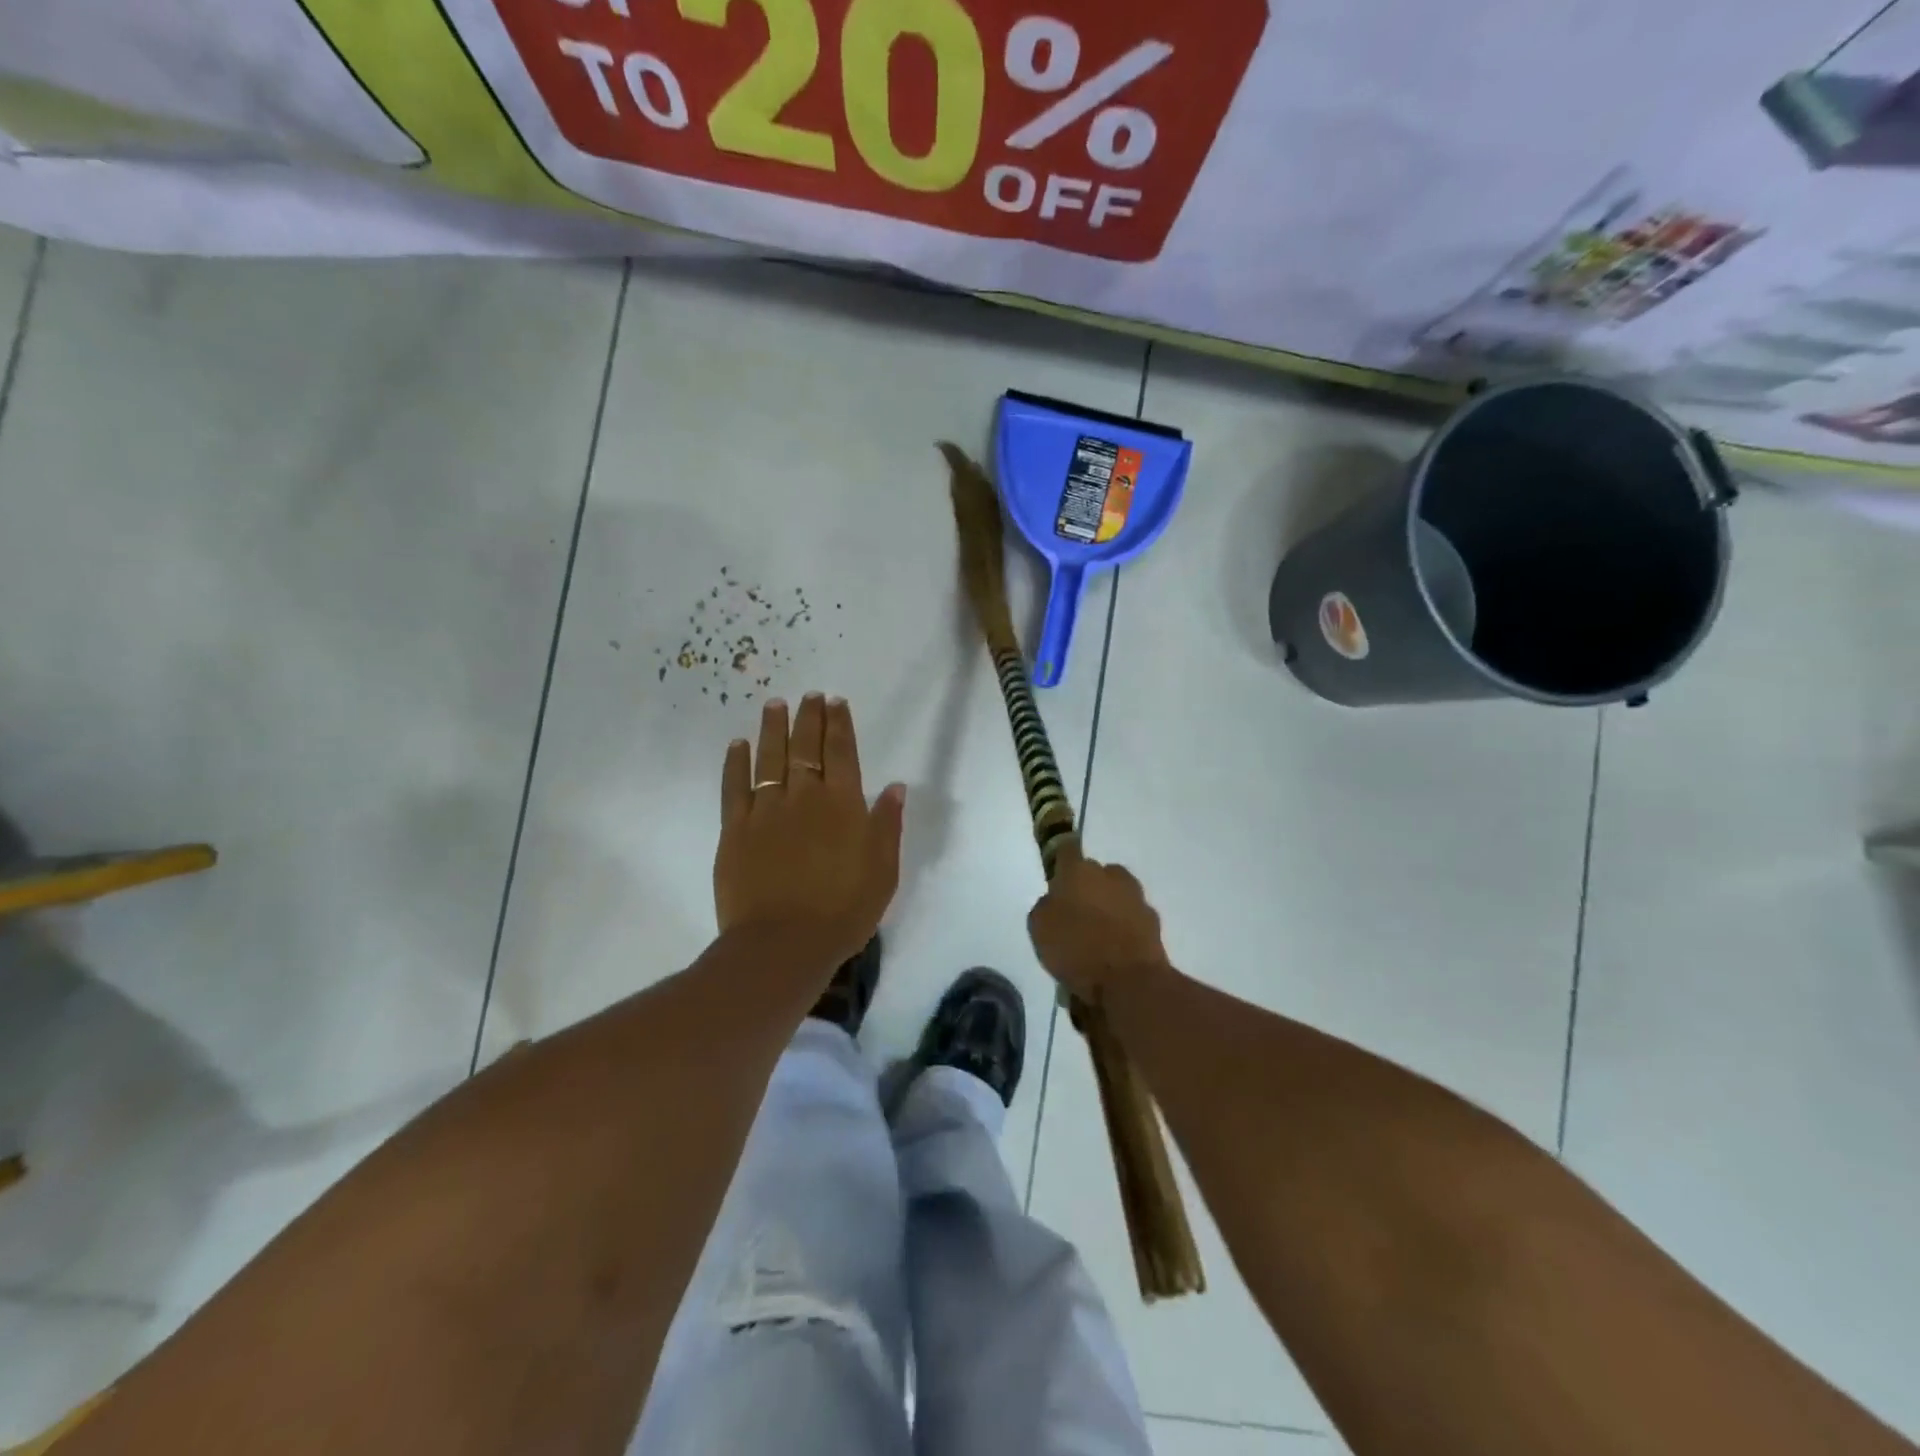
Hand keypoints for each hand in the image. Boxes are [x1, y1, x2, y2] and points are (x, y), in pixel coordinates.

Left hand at [716, 693, 906, 970]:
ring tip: (774, 704)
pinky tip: (737, 745)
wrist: (784, 943)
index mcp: (843, 805)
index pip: (842, 753)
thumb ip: (887, 825)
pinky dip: (735, 763)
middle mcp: (804, 797)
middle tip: (809, 696)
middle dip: (809, 717)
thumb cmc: (844, 911)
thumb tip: (895, 787)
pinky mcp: (735, 830)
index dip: (839, 725)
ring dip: (773, 729)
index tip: (836, 702)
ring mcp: (766, 810)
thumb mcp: (883, 871)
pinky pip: (734, 787)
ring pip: (769, 758)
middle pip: (806, 747)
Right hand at [1027, 847, 1170, 1003]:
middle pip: (1095, 873)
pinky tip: (1115, 949)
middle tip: (1075, 913)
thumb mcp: (1040, 928)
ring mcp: (1136, 896)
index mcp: (1078, 870)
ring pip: (1116, 894)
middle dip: (1086, 887)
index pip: (1066, 848)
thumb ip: (1046, 906)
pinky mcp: (1153, 921)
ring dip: (1107, 906)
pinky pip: (1132, 917)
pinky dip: (1124, 927)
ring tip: (1096, 934)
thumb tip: (1056, 901)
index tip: (1055, 875)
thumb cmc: (1077, 949)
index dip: (1060, 860)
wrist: (1130, 982)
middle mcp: (1110, 875)